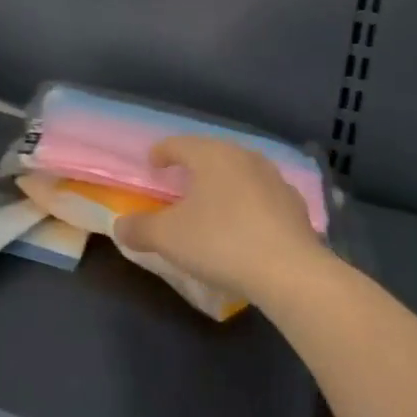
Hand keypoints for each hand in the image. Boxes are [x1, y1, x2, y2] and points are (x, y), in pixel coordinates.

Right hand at [115, 136, 322, 303]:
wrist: (291, 272)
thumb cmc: (221, 243)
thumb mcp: (168, 238)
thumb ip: (140, 229)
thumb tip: (120, 226)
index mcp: (211, 155)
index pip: (179, 144)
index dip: (162, 153)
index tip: (152, 164)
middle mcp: (244, 157)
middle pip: (212, 153)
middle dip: (194, 166)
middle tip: (179, 182)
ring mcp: (274, 179)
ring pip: (240, 173)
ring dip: (224, 184)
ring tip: (213, 203)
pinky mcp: (296, 205)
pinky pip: (262, 196)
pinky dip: (248, 204)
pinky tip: (246, 225)